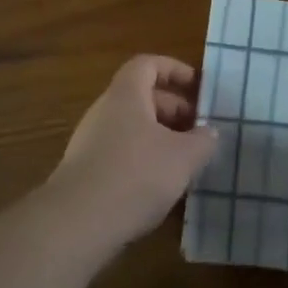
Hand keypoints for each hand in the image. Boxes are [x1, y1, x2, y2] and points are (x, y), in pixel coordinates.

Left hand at [46, 55, 217, 259]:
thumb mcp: (184, 157)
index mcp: (126, 95)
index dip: (175, 70)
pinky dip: (143, 160)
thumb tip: (209, 132)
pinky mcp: (86, 171)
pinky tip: (160, 186)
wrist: (78, 222)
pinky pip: (121, 153)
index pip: (147, 64)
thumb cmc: (136, 175)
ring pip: (132, 128)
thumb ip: (203, 140)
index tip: (198, 88)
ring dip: (161, 138)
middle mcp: (104, 111)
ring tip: (186, 162)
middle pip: (141, 97)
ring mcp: (90, 142)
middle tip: (199, 132)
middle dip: (174, 110)